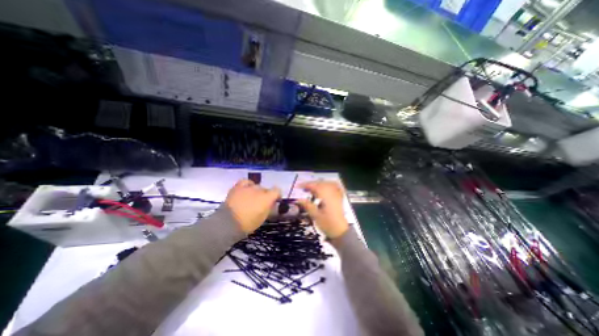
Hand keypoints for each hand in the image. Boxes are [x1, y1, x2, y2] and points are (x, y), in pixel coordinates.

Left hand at [226, 178, 281, 232]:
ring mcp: (248, 188)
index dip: (277, 195)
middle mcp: (259, 190)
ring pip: (256, 186)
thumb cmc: (247, 224)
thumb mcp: (262, 218)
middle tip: (261, 203)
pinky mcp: (238, 187)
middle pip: (265, 189)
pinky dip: (248, 184)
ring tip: (253, 197)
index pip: (277, 191)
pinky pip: (245, 182)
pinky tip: (247, 188)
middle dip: (265, 195)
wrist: (228, 223)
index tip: (276, 200)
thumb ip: (268, 208)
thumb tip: (271, 203)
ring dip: (257, 191)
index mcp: (267, 198)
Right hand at [296, 181, 349, 238]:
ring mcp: (337, 195)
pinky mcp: (339, 198)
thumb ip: (307, 205)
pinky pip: (334, 187)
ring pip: (327, 184)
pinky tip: (324, 188)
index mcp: (326, 197)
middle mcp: (332, 193)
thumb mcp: (315, 216)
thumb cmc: (327, 224)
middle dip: (312, 184)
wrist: (340, 231)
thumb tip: (298, 199)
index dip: (306, 185)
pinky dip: (328, 185)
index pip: (315, 186)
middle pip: (321, 183)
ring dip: (319, 184)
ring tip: (312, 188)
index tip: (298, 186)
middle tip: (303, 188)